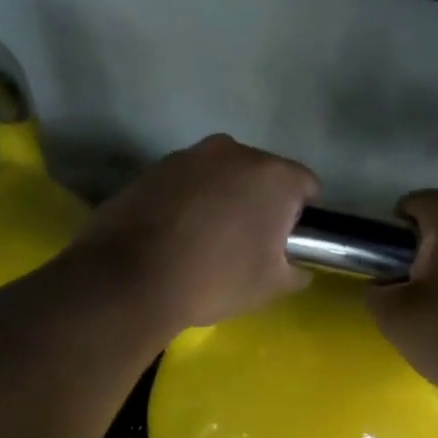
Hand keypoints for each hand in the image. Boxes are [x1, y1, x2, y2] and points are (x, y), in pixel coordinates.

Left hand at [71, 134, 319, 336]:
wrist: (130, 278)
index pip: (306, 186)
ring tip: (204, 241)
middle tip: (246, 244)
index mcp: (273, 175)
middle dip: (259, 203)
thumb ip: (295, 270)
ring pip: (220, 176)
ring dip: (221, 199)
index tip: (285, 243)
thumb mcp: (270, 286)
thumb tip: (295, 266)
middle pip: (261, 175)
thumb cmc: (215, 278)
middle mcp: (233, 151)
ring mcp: (188, 156)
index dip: (301, 217)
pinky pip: (185, 184)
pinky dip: (187, 202)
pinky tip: (174, 236)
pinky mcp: (152, 168)